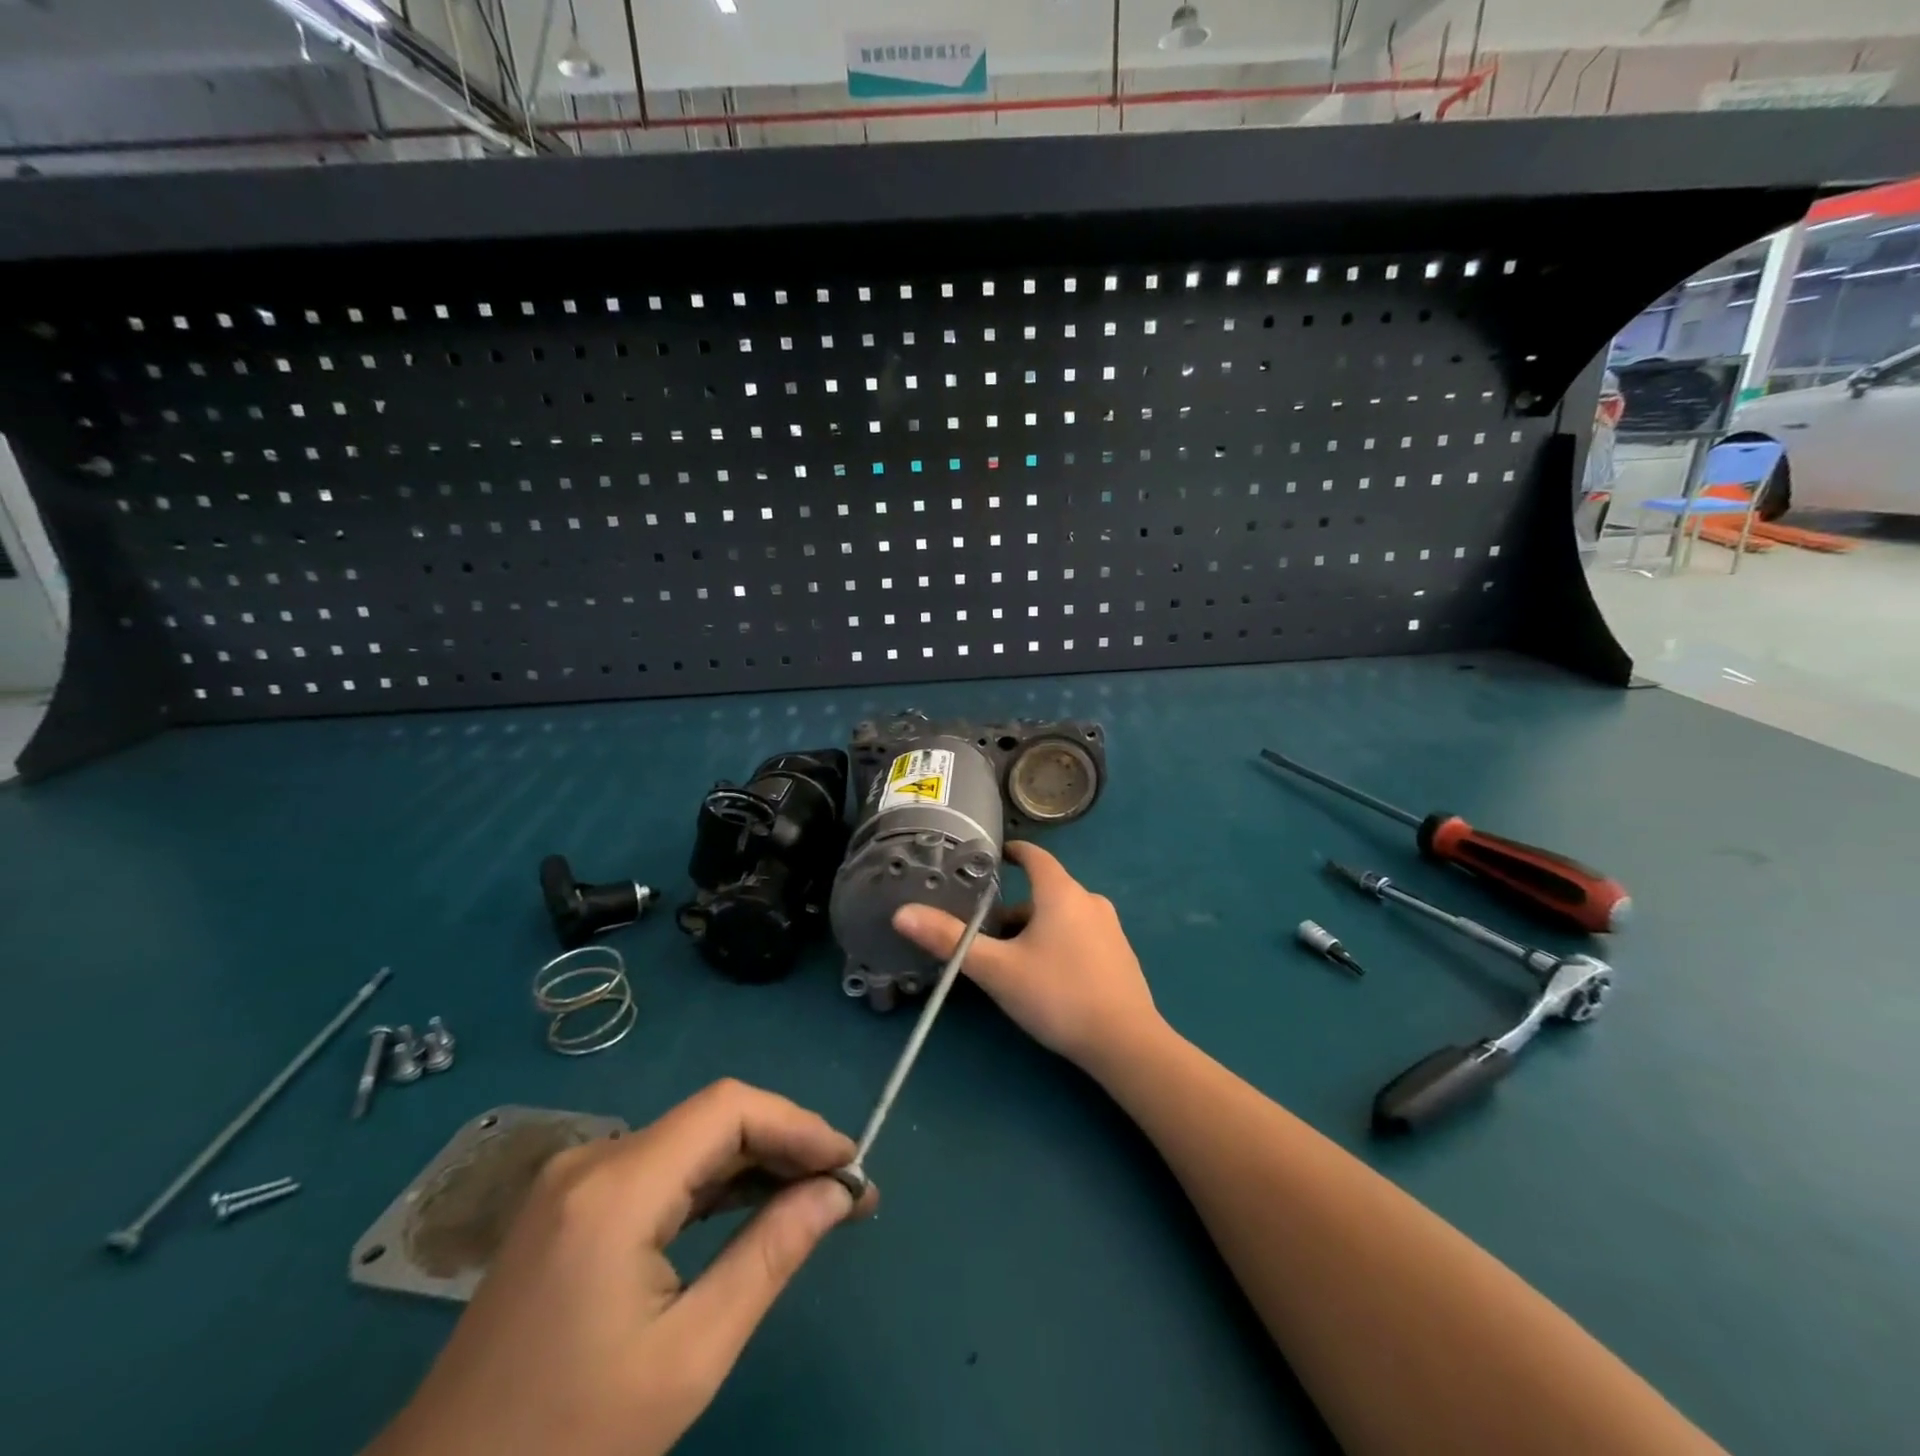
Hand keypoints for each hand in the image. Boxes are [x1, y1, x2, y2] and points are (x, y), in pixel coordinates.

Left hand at [367, 1080, 875, 1455]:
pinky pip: (661, 1171)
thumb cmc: (567, 1447)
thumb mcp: (689, 1356)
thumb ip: (770, 1256)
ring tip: (814, 1198)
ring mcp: (576, 1182)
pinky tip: (752, 1209)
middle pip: (712, 1119)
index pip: (728, 1109)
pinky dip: (714, 1184)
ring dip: (754, 1162)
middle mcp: (594, 1161)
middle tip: (844, 1190)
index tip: (850, 1165)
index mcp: (616, 1188)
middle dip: (784, 1144)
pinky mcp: (571, 1207)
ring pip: (690, 1142)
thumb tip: (837, 1193)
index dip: (798, 1123)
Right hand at [893, 840, 1165, 1075]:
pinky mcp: (1120, 954)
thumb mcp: (997, 969)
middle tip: (985, 933)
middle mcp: (1089, 900)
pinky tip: (1047, 978)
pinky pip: (1080, 935)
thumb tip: (902, 913)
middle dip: (1013, 908)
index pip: (1034, 855)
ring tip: (1010, 960)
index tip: (990, 859)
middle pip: (1044, 891)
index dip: (1011, 853)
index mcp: (1061, 892)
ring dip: (1034, 928)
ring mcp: (1110, 928)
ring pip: (1062, 916)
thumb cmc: (1058, 995)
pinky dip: (1058, 942)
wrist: (1126, 1043)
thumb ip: (950, 941)